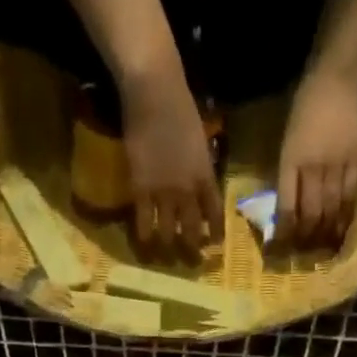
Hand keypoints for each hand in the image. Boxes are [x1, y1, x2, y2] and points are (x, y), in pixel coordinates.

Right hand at [119, 66, 222, 261]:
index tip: (215, 245)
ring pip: (168, 232)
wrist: (154, 93)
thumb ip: (200, 166)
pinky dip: (145, 237)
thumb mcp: (199, 141)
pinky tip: (145, 246)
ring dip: (168, 249)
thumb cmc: (179, 107)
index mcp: (205, 176)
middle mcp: (187, 190)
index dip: (216, 232)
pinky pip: (144, 223)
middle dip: (193, 249)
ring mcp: (163, 192)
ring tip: (166, 259)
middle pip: (192, 230)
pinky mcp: (141, 190)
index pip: (215, 213)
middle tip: (192, 263)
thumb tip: (199, 184)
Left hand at [276, 69, 356, 249]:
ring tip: (322, 254)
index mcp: (291, 161)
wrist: (335, 77)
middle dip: (305, 240)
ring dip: (326, 235)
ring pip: (332, 210)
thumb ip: (286, 177)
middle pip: (311, 214)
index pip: (286, 208)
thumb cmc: (303, 109)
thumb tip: (285, 213)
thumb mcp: (285, 143)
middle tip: (302, 258)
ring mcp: (338, 165)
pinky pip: (352, 197)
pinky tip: (343, 233)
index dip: (283, 234)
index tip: (278, 252)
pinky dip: (347, 218)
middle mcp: (314, 166)